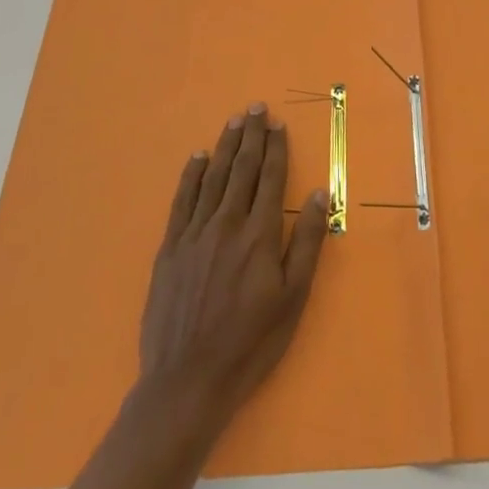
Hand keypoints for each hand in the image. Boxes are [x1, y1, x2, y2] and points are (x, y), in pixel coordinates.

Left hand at [138, 104, 329, 426]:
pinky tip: (197, 158)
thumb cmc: (250, 343)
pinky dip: (191, 175)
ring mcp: (194, 233)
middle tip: (255, 107)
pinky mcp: (170, 248)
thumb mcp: (293, 298)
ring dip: (224, 146)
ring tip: (233, 121)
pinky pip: (182, 200)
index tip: (277, 123)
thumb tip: (318, 194)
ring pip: (213, 177)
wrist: (187, 381)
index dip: (275, 148)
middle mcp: (227, 223)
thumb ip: (306, 242)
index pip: (271, 177)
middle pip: (242, 169)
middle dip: (250, 136)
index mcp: (259, 234)